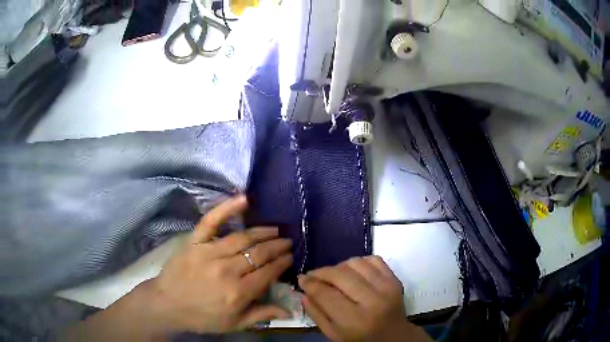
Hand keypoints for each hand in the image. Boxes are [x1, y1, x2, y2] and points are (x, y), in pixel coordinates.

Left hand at [66, 195, 292, 339]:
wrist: (167, 304)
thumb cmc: (202, 317)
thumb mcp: (234, 324)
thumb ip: (262, 315)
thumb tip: (291, 310)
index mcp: (238, 292)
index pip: (268, 272)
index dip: (282, 262)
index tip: (290, 256)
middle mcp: (227, 270)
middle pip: (259, 253)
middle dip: (277, 246)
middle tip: (288, 241)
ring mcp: (209, 252)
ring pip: (243, 238)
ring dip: (263, 232)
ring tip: (275, 229)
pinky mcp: (195, 242)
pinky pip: (212, 221)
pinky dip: (227, 208)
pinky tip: (244, 199)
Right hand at [299, 256, 431, 341]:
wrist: (394, 336)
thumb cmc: (360, 339)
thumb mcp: (334, 334)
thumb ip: (316, 314)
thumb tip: (304, 291)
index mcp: (354, 320)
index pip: (325, 294)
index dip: (309, 284)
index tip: (302, 279)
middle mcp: (372, 301)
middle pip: (340, 275)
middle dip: (321, 272)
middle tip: (313, 275)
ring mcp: (386, 287)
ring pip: (355, 263)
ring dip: (339, 266)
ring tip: (333, 275)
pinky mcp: (395, 279)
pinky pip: (373, 259)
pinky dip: (359, 261)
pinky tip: (352, 271)